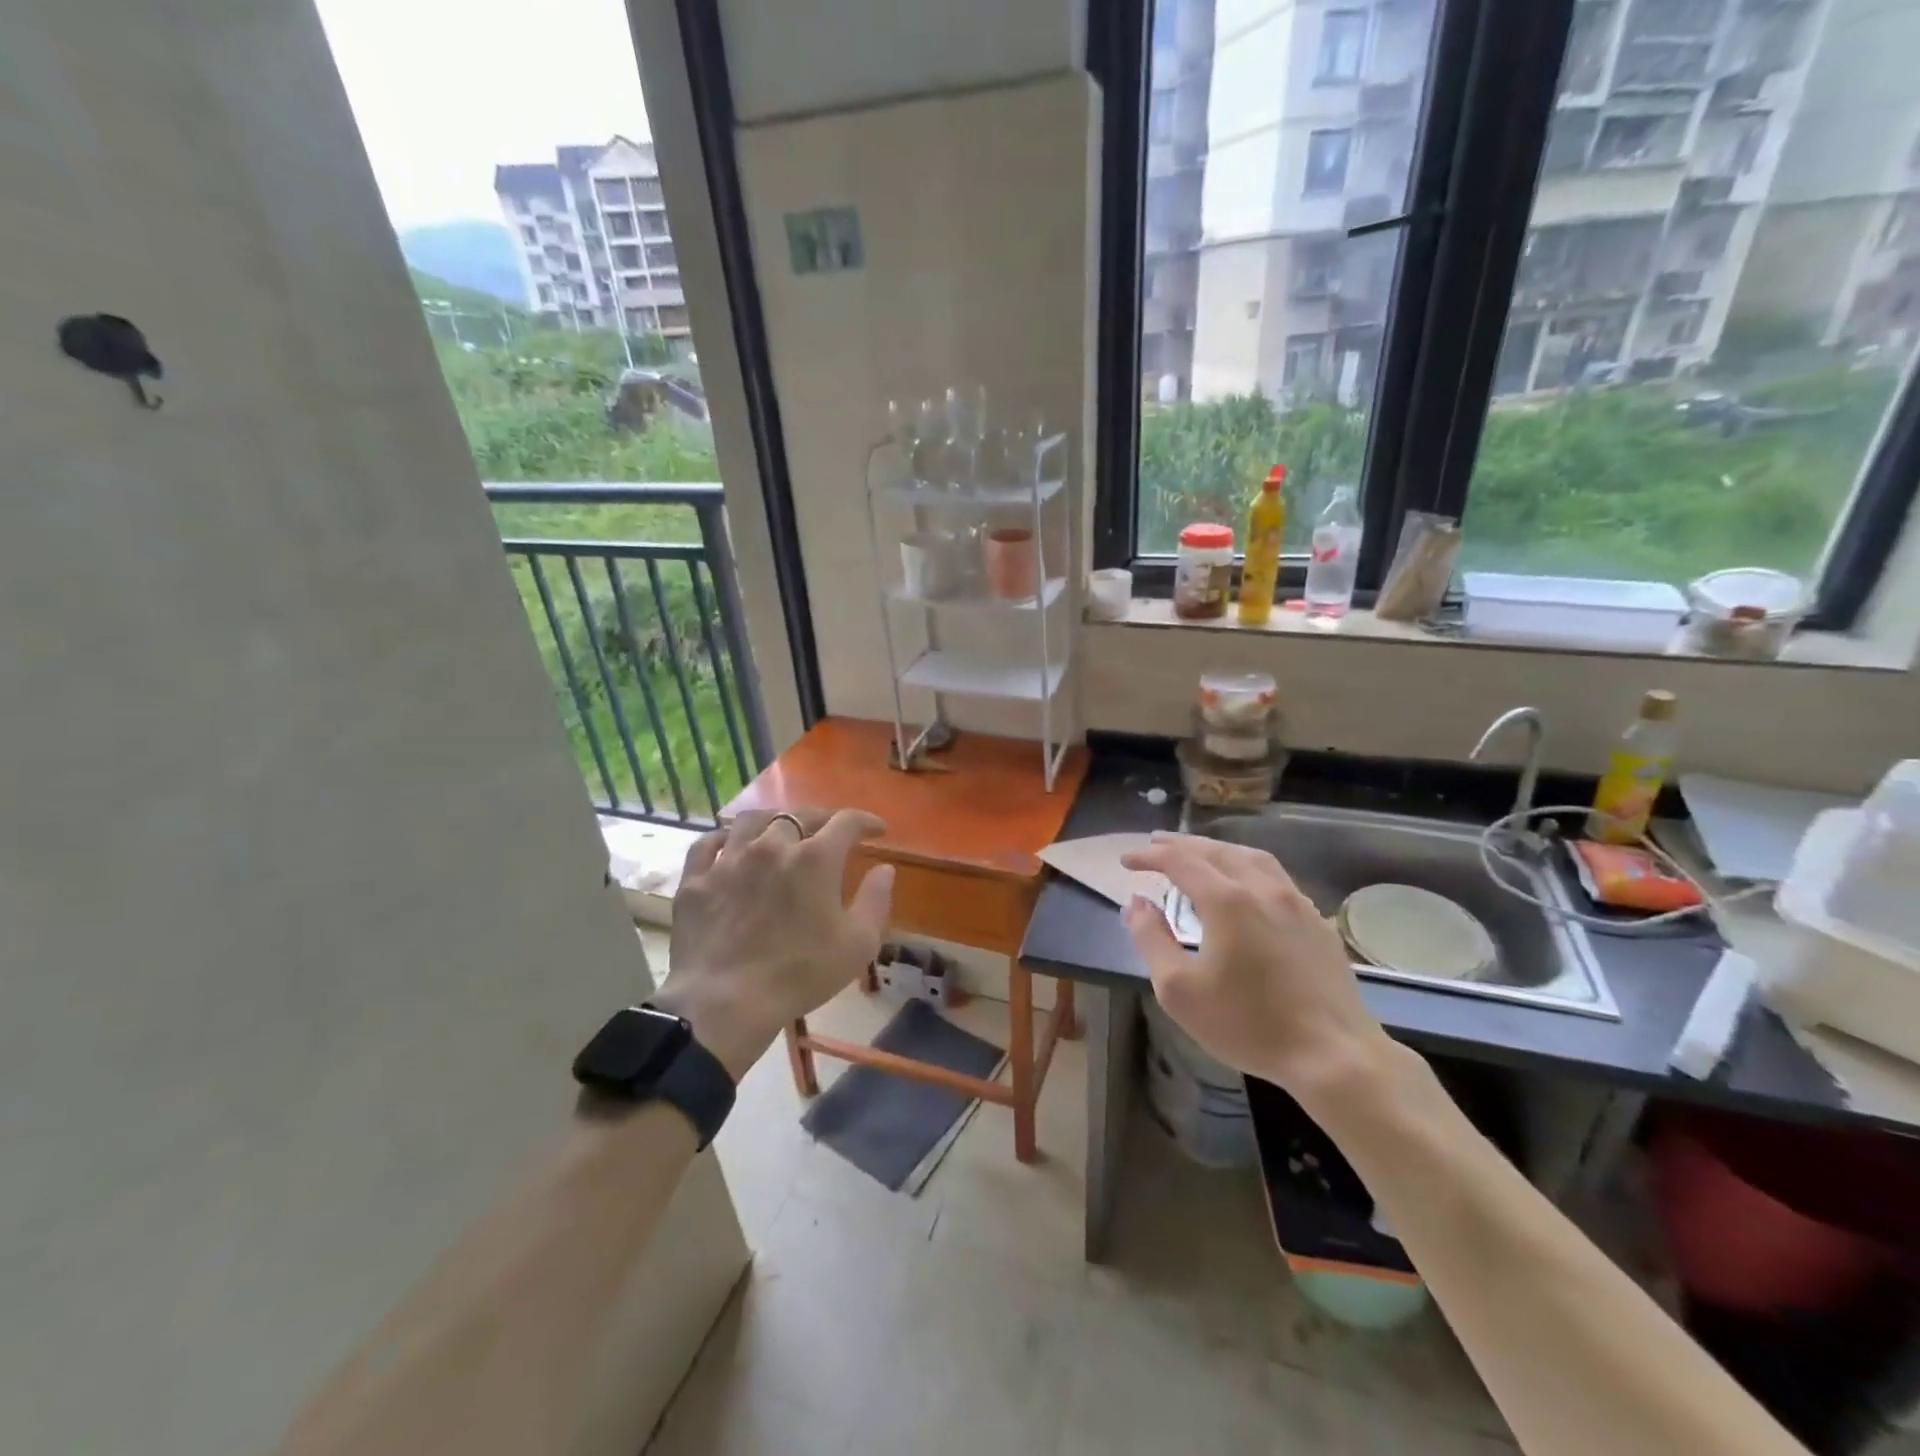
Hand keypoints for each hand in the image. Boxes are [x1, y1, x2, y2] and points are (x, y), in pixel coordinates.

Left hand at [652, 808, 892, 1077]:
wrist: (724, 1002)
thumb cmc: (800, 974)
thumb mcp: (858, 944)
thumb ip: (876, 900)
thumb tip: (884, 868)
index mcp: (815, 858)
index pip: (847, 822)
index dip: (866, 821)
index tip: (877, 830)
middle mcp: (772, 846)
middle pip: (799, 815)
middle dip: (821, 818)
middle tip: (830, 831)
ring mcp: (729, 860)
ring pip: (751, 821)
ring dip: (772, 820)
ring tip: (779, 830)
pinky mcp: (696, 880)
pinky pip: (708, 845)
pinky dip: (723, 839)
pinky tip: (729, 847)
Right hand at [1120, 832, 1390, 1098]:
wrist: (1334, 1056)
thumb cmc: (1248, 1025)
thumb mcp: (1179, 990)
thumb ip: (1151, 939)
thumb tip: (1137, 903)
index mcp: (1227, 901)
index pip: (1180, 862)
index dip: (1149, 856)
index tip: (1126, 861)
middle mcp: (1263, 889)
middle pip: (1216, 851)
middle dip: (1181, 845)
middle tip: (1155, 844)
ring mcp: (1296, 903)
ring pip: (1252, 858)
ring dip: (1218, 850)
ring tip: (1199, 854)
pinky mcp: (1318, 922)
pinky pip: (1277, 877)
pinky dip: (1249, 867)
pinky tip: (1247, 885)